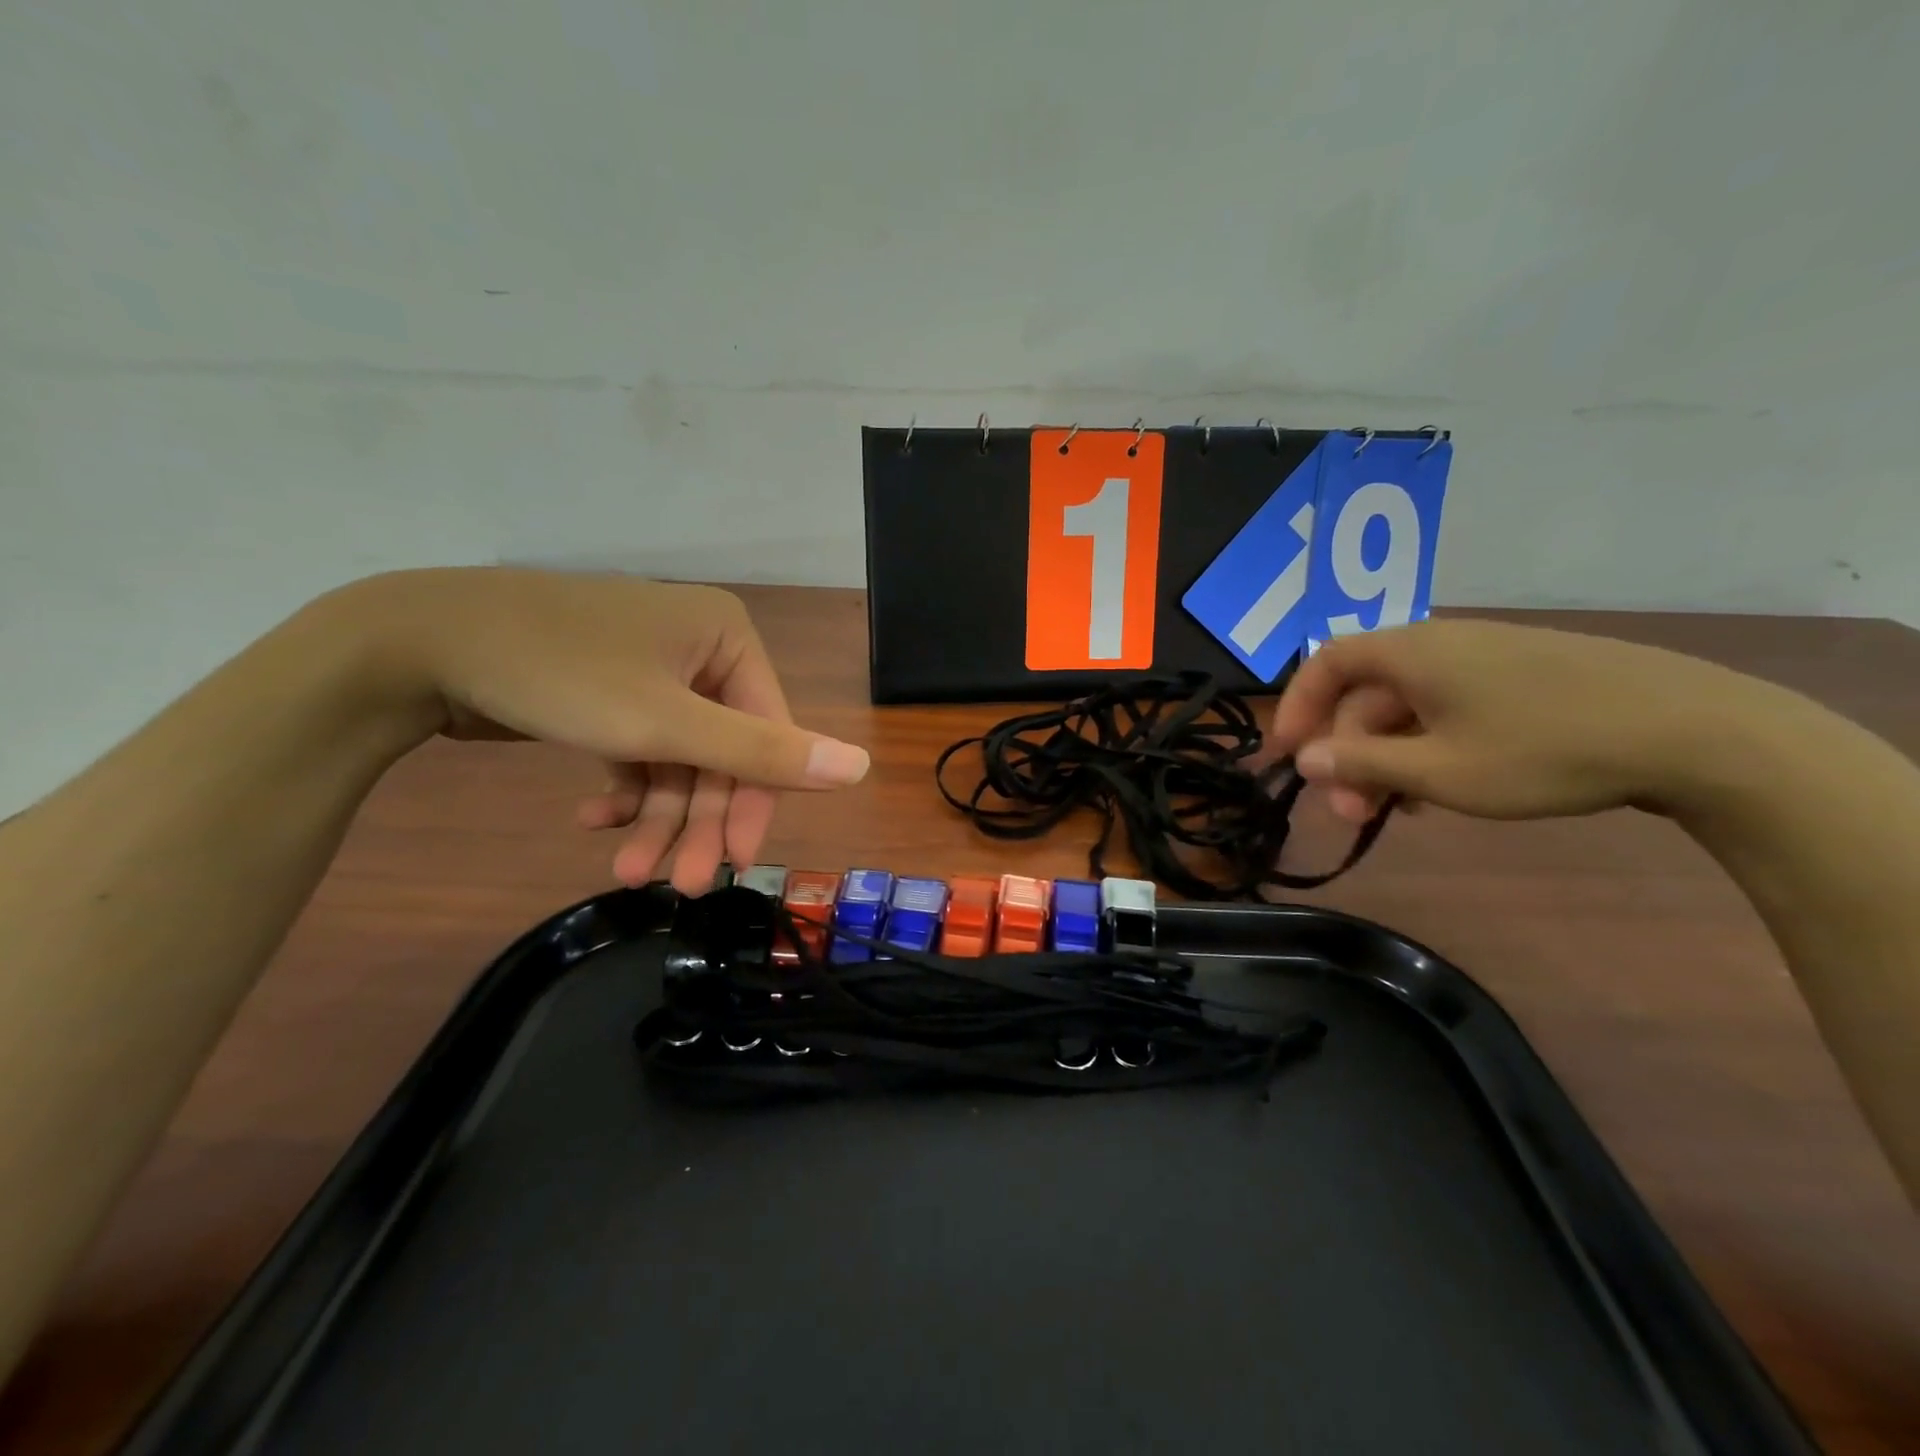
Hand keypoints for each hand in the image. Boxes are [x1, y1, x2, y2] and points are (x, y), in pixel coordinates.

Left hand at [350, 568, 869, 891]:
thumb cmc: (557, 674)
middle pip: (721, 751)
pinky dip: (625, 790)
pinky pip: (640, 750)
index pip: (767, 732)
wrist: (414, 643)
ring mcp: (654, 672)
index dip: (754, 803)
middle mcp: (700, 652)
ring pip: (678, 759)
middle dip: (696, 820)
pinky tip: (595, 820)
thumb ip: (763, 751)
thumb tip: (861, 767)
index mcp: (729, 640)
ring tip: (628, 872)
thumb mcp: (664, 722)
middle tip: (676, 885)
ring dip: (657, 818)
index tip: (732, 864)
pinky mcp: (612, 694)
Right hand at [1265, 619, 1765, 823]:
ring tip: (1398, 810)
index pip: (1325, 664)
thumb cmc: (1544, 751)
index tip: (1287, 758)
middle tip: (1350, 813)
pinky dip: (1429, 744)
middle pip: (1367, 692)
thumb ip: (1362, 765)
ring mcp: (1488, 655)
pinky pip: (1450, 705)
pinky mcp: (1526, 673)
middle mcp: (1441, 642)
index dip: (1296, 708)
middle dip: (1348, 753)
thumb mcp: (1439, 772)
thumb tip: (1305, 759)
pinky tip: (1444, 786)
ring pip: (1409, 704)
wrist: (1697, 733)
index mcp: (1410, 652)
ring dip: (1388, 756)